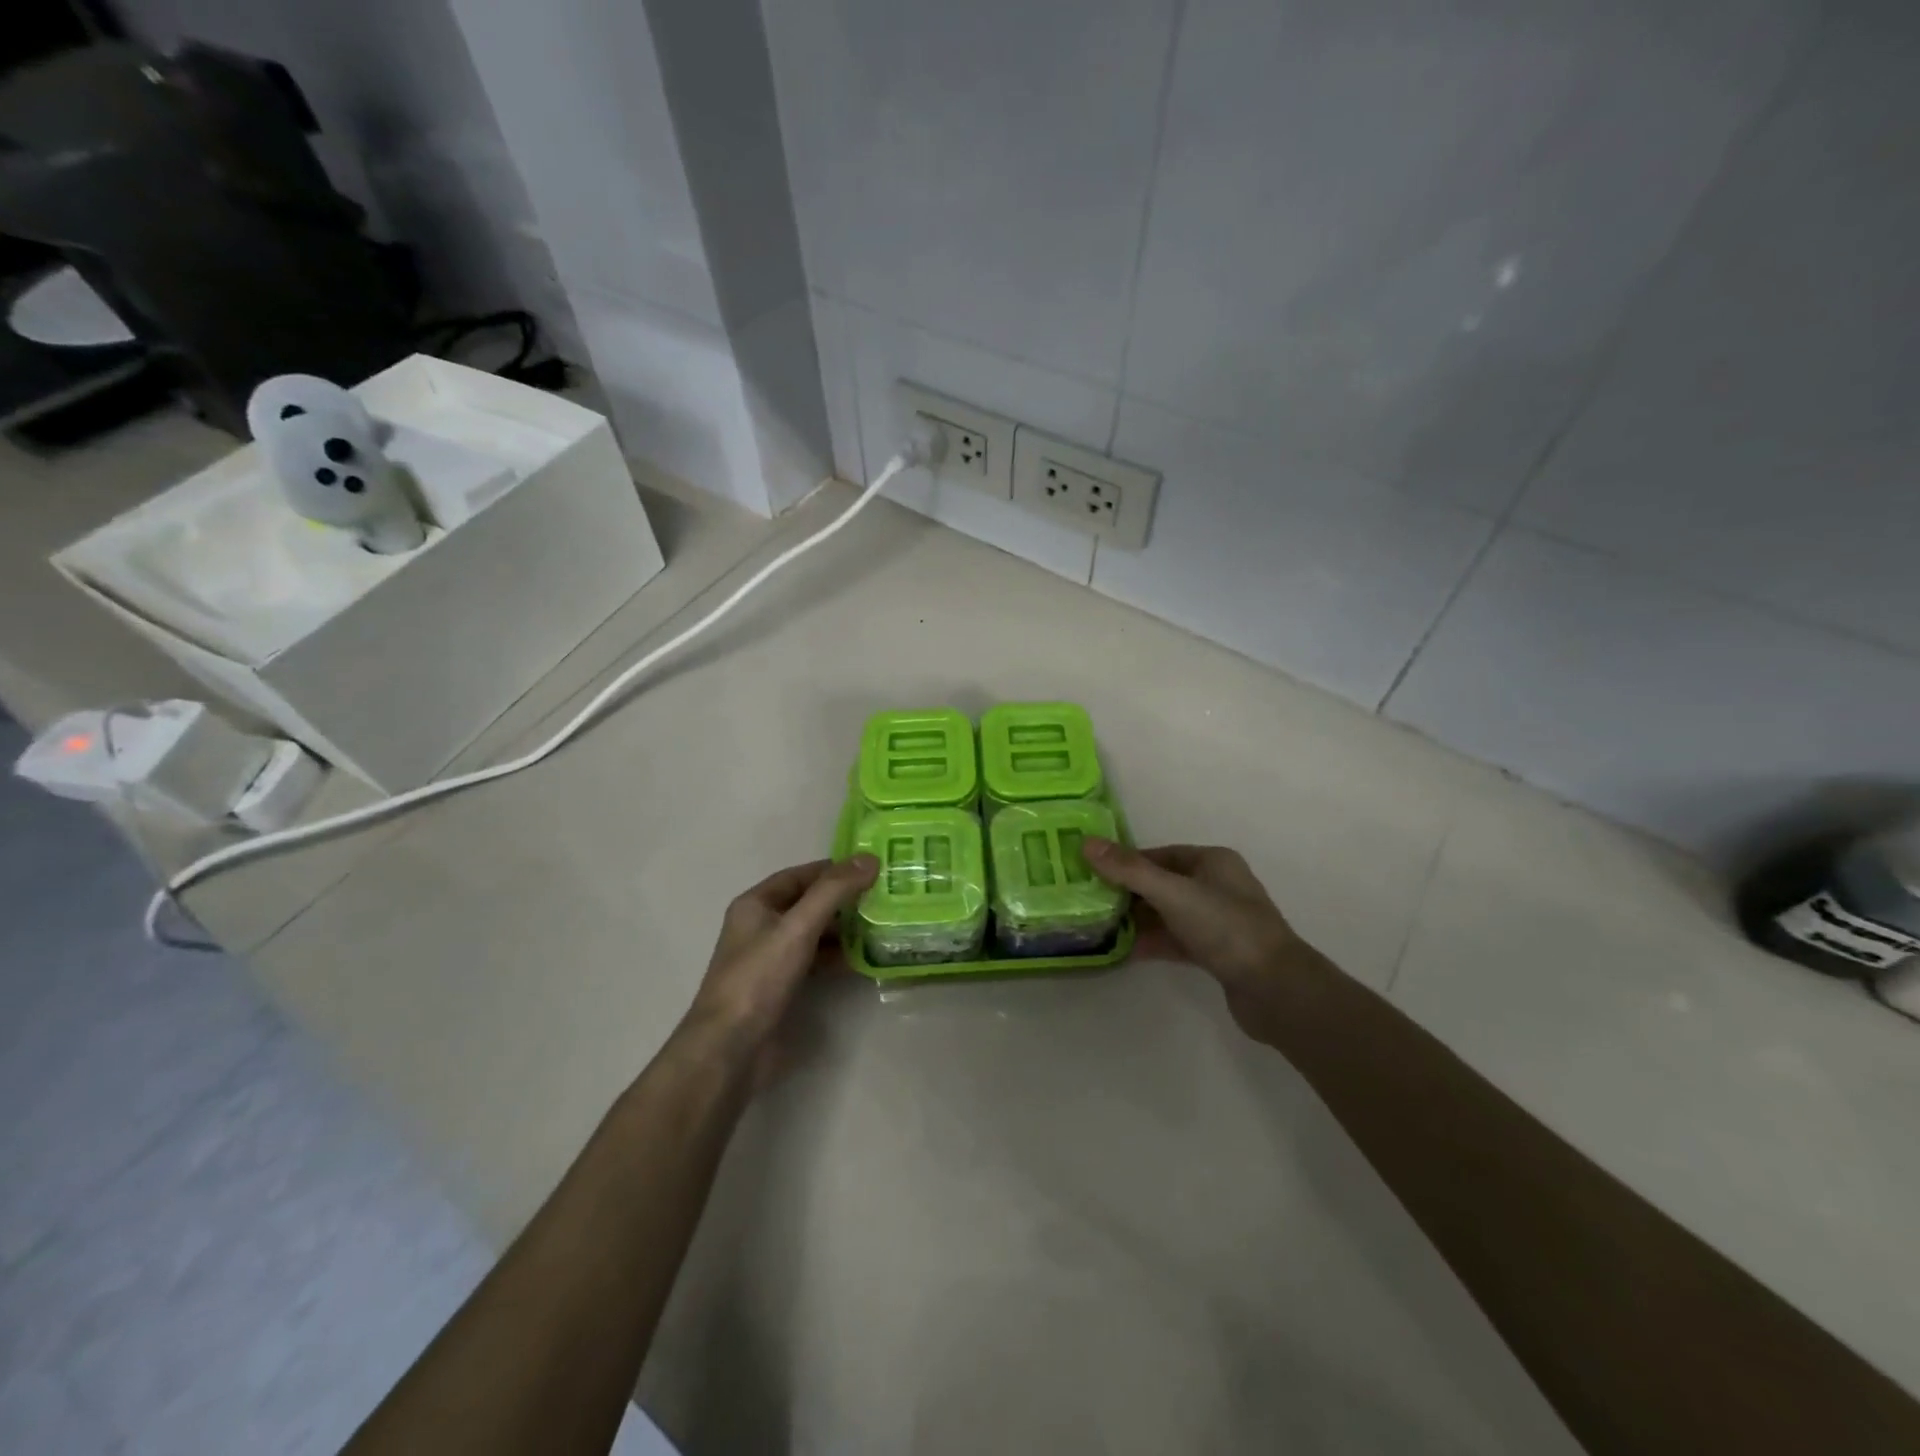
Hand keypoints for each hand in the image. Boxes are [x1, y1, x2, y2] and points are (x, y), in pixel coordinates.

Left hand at [681, 855, 878, 1083]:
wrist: (730, 1049)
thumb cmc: (759, 979)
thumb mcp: (798, 928)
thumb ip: (833, 891)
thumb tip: (869, 858)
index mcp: (756, 904)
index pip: (800, 875)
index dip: (834, 870)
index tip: (872, 868)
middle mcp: (762, 926)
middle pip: (809, 903)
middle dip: (844, 900)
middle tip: (885, 897)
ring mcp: (771, 958)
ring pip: (814, 933)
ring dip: (845, 930)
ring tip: (882, 926)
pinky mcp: (782, 986)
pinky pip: (815, 961)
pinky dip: (837, 957)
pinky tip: (864, 959)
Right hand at [1083, 838, 1308, 1044]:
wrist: (1275, 989)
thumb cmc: (1225, 928)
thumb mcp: (1173, 893)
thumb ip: (1129, 870)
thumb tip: (1086, 843)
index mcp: (1212, 861)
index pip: (1160, 854)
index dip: (1126, 862)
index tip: (1091, 873)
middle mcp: (1216, 886)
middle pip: (1161, 883)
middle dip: (1127, 892)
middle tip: (1088, 901)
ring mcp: (1217, 921)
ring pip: (1167, 914)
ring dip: (1136, 920)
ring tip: (1098, 926)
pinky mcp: (1216, 953)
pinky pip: (1175, 940)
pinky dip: (1151, 942)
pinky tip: (1122, 950)